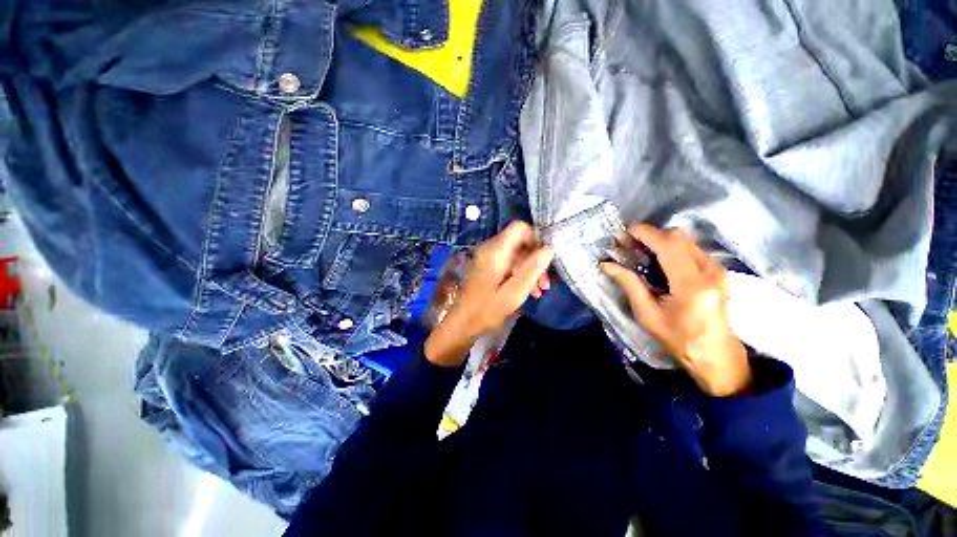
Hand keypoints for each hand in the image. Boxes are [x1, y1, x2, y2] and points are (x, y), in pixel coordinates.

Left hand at [424, 221, 553, 366]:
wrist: (462, 324)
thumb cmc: (486, 310)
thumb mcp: (514, 293)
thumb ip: (532, 269)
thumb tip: (549, 249)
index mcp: (495, 251)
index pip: (519, 228)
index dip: (536, 239)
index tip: (546, 258)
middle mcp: (490, 249)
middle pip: (520, 243)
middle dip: (535, 260)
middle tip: (545, 283)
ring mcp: (488, 258)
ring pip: (516, 255)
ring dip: (530, 270)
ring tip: (539, 291)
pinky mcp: (488, 267)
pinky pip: (508, 263)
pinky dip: (520, 274)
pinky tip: (528, 291)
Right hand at [601, 225, 750, 396]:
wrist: (717, 356)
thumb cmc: (679, 339)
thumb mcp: (647, 315)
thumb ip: (629, 284)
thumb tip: (607, 264)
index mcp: (691, 285)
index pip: (668, 245)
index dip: (645, 233)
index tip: (624, 233)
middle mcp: (710, 271)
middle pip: (678, 236)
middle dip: (651, 235)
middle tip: (630, 245)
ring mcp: (718, 270)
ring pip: (686, 240)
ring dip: (661, 241)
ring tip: (641, 253)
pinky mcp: (719, 271)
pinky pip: (692, 249)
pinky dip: (672, 248)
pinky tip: (659, 262)